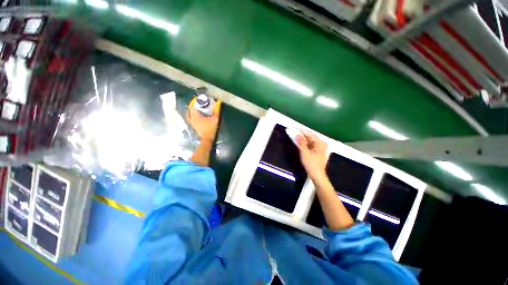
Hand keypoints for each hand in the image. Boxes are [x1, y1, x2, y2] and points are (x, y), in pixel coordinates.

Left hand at [186, 98, 221, 141]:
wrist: (207, 138)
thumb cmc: (210, 128)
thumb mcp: (215, 119)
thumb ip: (217, 110)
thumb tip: (219, 102)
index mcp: (195, 115)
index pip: (192, 105)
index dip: (195, 100)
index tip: (200, 98)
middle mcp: (191, 117)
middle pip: (190, 108)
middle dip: (194, 104)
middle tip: (200, 102)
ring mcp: (190, 121)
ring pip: (188, 112)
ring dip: (192, 108)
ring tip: (198, 107)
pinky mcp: (192, 124)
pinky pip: (189, 116)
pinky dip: (192, 113)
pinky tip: (197, 113)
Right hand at [296, 129, 327, 181]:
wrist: (317, 176)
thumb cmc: (312, 165)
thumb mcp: (305, 153)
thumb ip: (301, 142)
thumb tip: (297, 134)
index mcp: (320, 143)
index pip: (309, 133)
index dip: (301, 130)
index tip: (293, 128)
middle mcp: (320, 143)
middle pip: (309, 136)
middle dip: (300, 134)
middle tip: (292, 131)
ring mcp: (319, 147)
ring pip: (309, 140)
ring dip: (301, 138)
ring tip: (293, 135)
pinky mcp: (316, 151)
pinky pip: (309, 144)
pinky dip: (303, 142)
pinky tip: (298, 141)